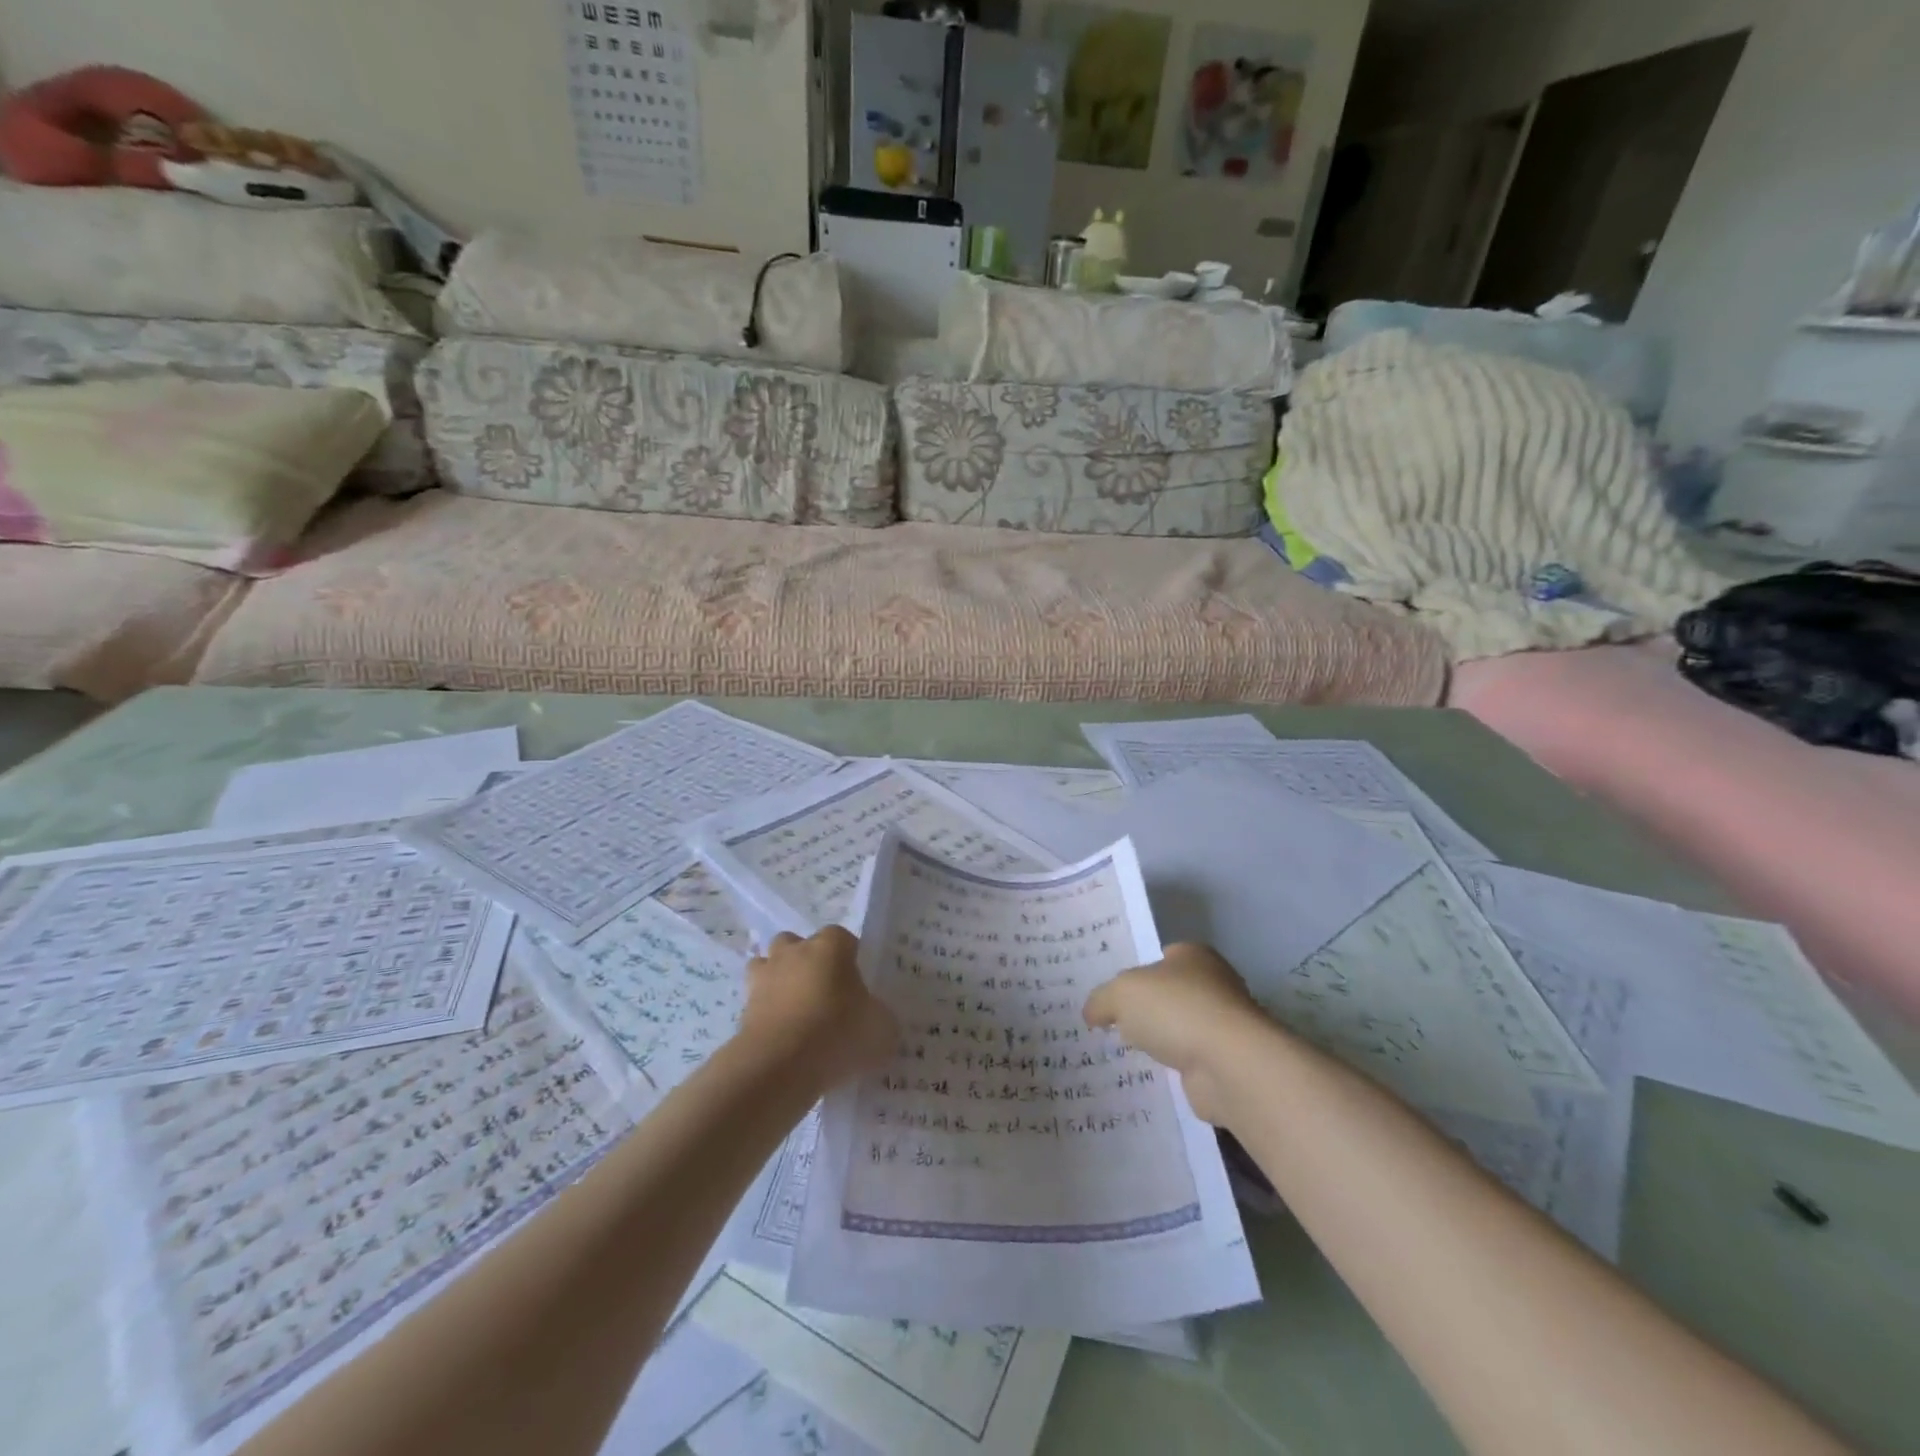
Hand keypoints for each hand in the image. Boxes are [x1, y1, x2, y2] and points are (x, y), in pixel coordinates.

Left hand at [738, 927, 898, 1087]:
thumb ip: (879, 1016)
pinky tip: (783, 1040)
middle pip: (798, 944)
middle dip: (808, 963)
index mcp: (831, 946)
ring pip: (769, 967)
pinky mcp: (742, 1008)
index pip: (843, 938)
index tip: (858, 986)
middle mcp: (794, 952)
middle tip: (825, 996)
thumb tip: (875, 1018)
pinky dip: (767, 1014)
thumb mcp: (881, 1028)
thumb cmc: (837, 1033)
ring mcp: (764, 977)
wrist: (778, 1066)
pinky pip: (757, 1003)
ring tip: (797, 1014)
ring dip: (780, 982)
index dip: (850, 959)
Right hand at [1084, 943, 1266, 1124]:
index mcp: (1193, 955)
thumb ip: (1101, 999)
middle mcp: (1213, 985)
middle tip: (1109, 1023)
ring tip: (1122, 1053)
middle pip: (1169, 994)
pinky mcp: (1224, 1063)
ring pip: (1179, 1029)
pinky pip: (1188, 1061)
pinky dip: (1172, 1069)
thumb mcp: (1122, 994)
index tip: (1111, 992)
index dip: (1134, 972)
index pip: (1159, 957)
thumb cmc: (1176, 1010)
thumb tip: (1092, 1013)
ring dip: (1159, 1041)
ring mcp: (1222, 1026)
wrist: (1228, 1066)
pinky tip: (1148, 1076)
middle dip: (1145, 1009)